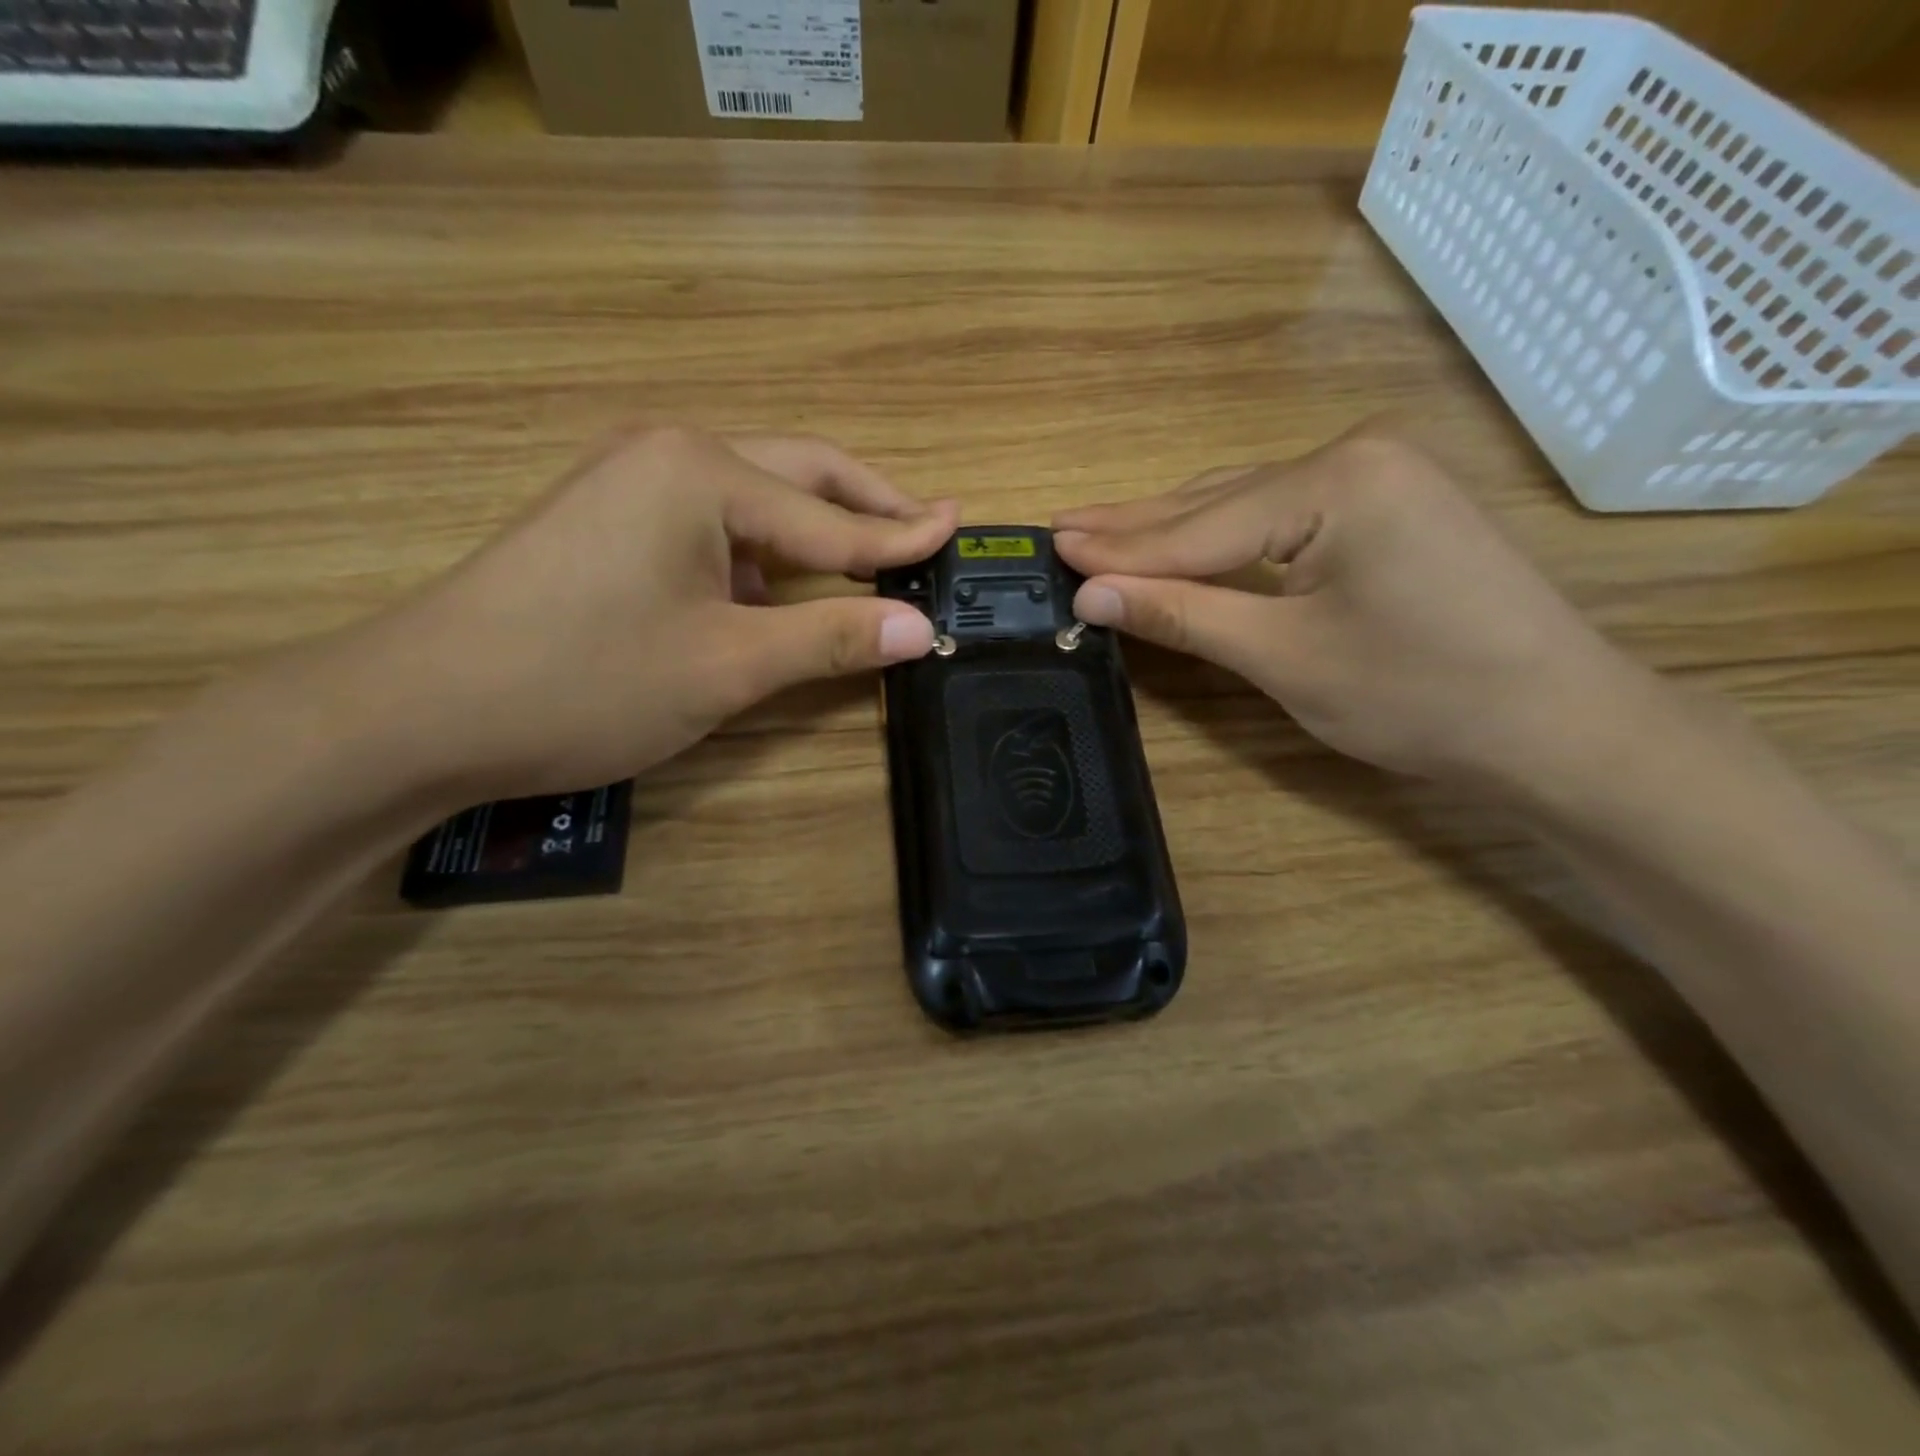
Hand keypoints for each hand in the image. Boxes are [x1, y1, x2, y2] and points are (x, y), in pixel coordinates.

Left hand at [326, 427, 955, 802]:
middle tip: (926, 533)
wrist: (421, 710)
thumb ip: (831, 638)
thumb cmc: (586, 682)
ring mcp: (632, 485)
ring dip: (815, 532)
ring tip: (870, 564)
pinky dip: (763, 554)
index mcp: (703, 473)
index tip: (961, 529)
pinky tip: (781, 589)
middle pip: (798, 475)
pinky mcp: (611, 523)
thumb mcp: (727, 666)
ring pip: (755, 500)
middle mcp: (670, 456)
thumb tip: (922, 629)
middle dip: (866, 506)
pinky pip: (713, 526)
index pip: (832, 515)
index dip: (901, 536)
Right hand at [1052, 427, 1649, 792]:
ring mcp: (1378, 477)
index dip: (1118, 547)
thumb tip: (1090, 594)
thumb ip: (1183, 615)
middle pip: (1216, 502)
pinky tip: (1183, 541)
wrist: (1558, 726)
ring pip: (1245, 506)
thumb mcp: (1284, 658)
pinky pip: (1281, 518)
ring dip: (1174, 528)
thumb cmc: (1419, 695)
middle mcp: (1355, 456)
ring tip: (1102, 531)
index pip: (1198, 526)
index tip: (1049, 544)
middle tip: (1062, 525)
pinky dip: (1224, 539)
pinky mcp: (1388, 508)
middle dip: (1137, 524)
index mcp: (1334, 481)